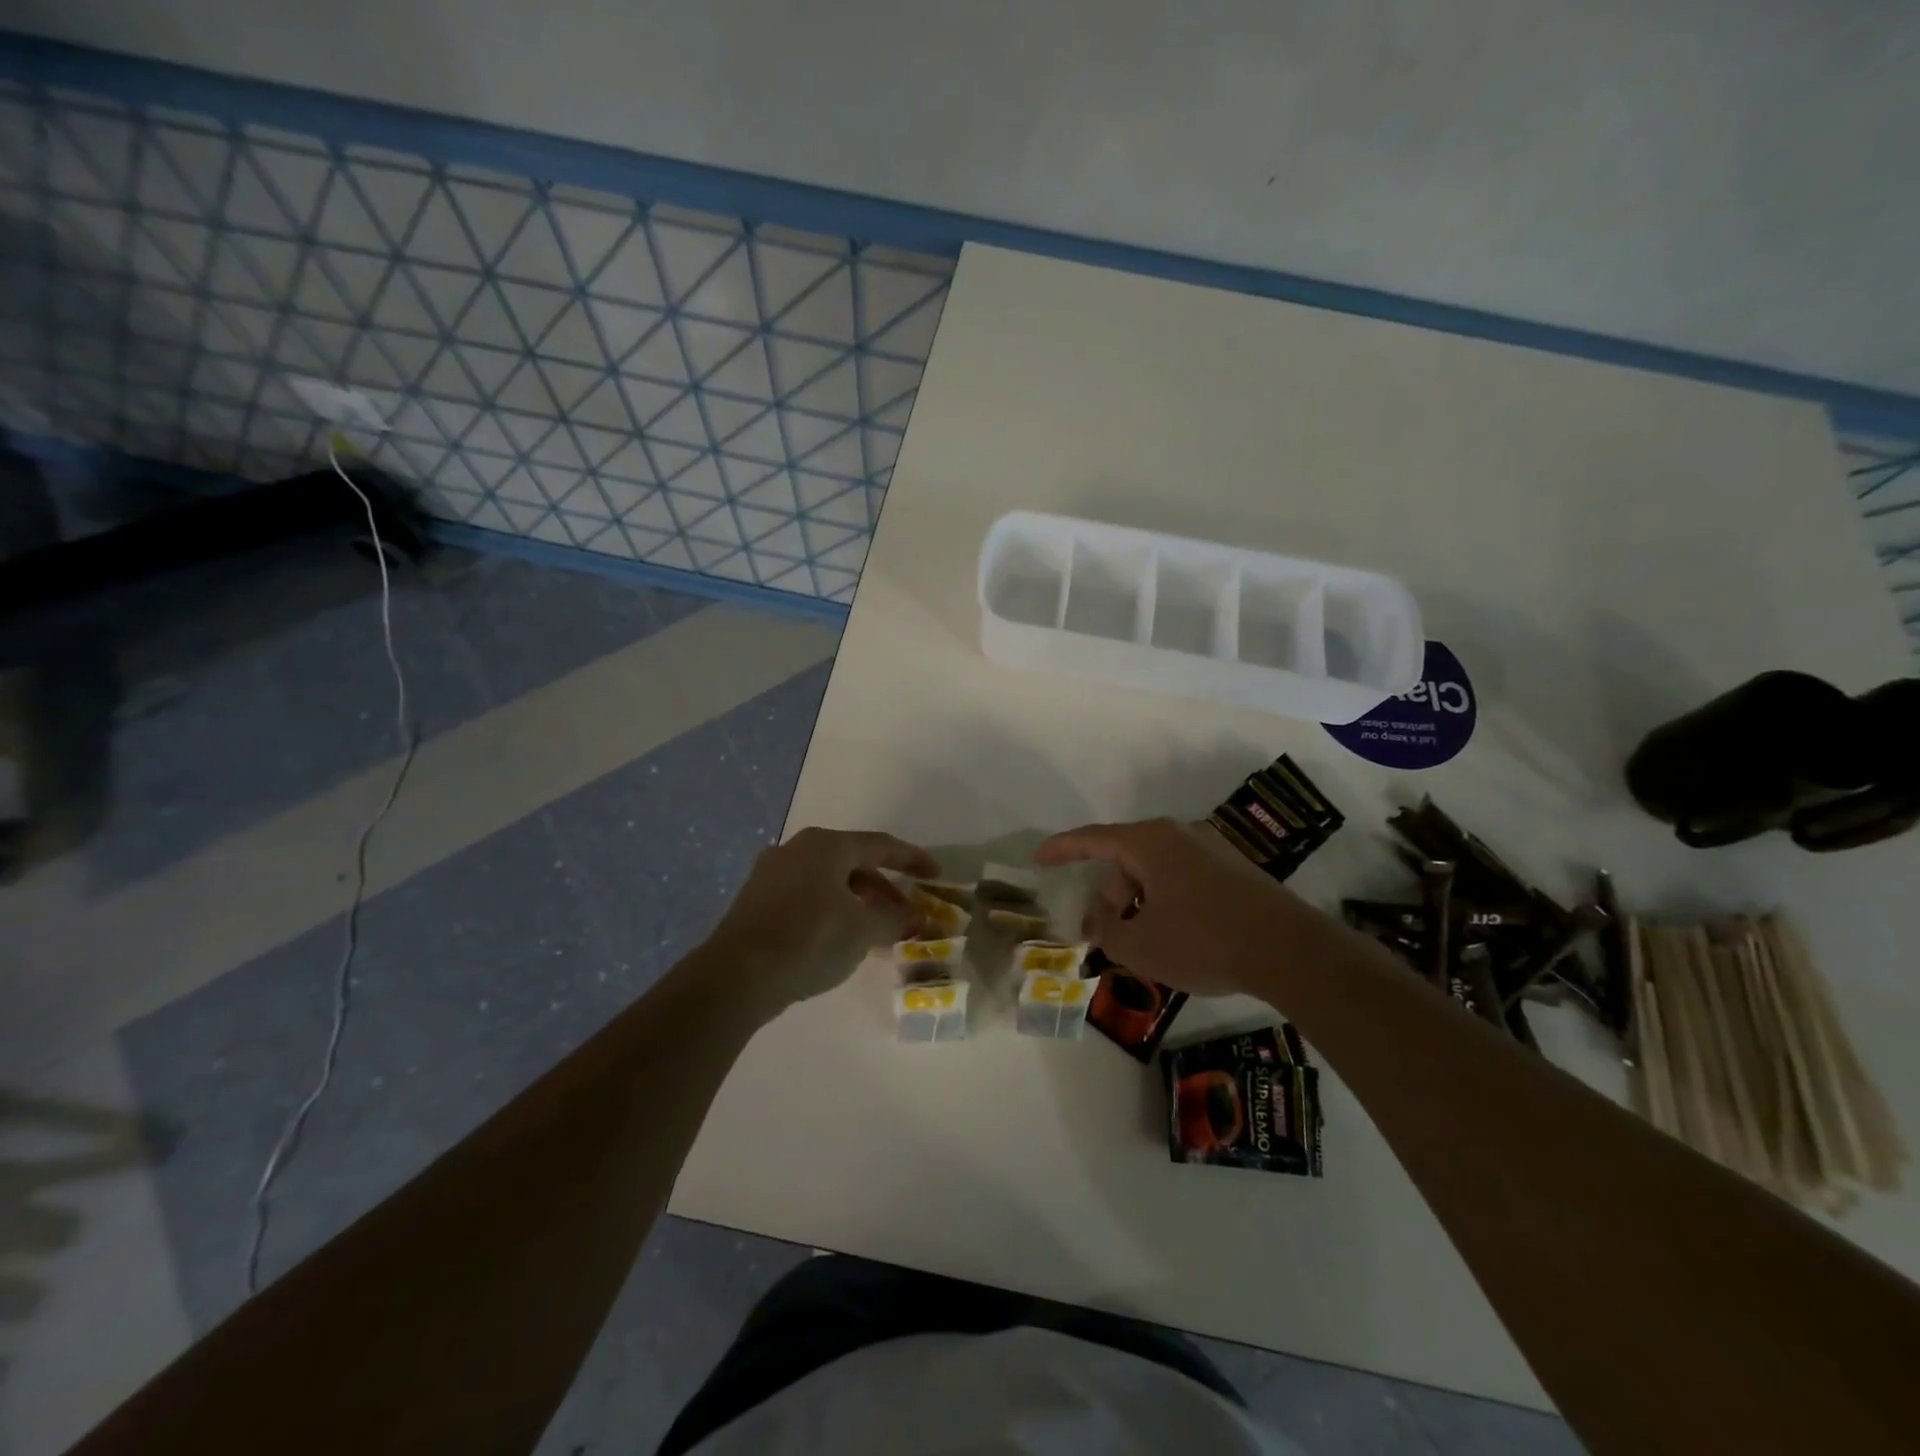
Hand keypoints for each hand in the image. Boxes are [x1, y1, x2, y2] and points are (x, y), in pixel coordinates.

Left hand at [702, 827, 938, 1011]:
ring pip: (829, 880)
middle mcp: (798, 849)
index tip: (936, 873)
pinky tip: (840, 937)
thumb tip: (919, 917)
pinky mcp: (757, 900)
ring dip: (859, 901)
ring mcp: (773, 873)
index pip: (881, 845)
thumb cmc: (809, 940)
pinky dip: (832, 910)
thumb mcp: (863, 931)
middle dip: (885, 887)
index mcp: (827, 845)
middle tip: (907, 912)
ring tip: (877, 930)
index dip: (913, 859)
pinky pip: (807, 896)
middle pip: (854, 862)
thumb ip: (896, 919)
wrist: (736, 976)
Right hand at [1036, 817, 1312, 997]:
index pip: (1093, 839)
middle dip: (1109, 898)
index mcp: (1150, 842)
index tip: (1039, 858)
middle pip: (1125, 862)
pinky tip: (1177, 940)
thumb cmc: (1204, 941)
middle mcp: (1179, 835)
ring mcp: (1211, 850)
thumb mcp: (1141, 946)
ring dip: (1138, 905)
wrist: (1290, 951)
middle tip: (1103, 938)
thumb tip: (1101, 922)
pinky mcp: (1234, 870)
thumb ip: (1107, 932)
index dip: (1062, 849)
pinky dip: (1166, 904)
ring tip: (1143, 947)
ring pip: (1155, 873)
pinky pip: (1183, 880)